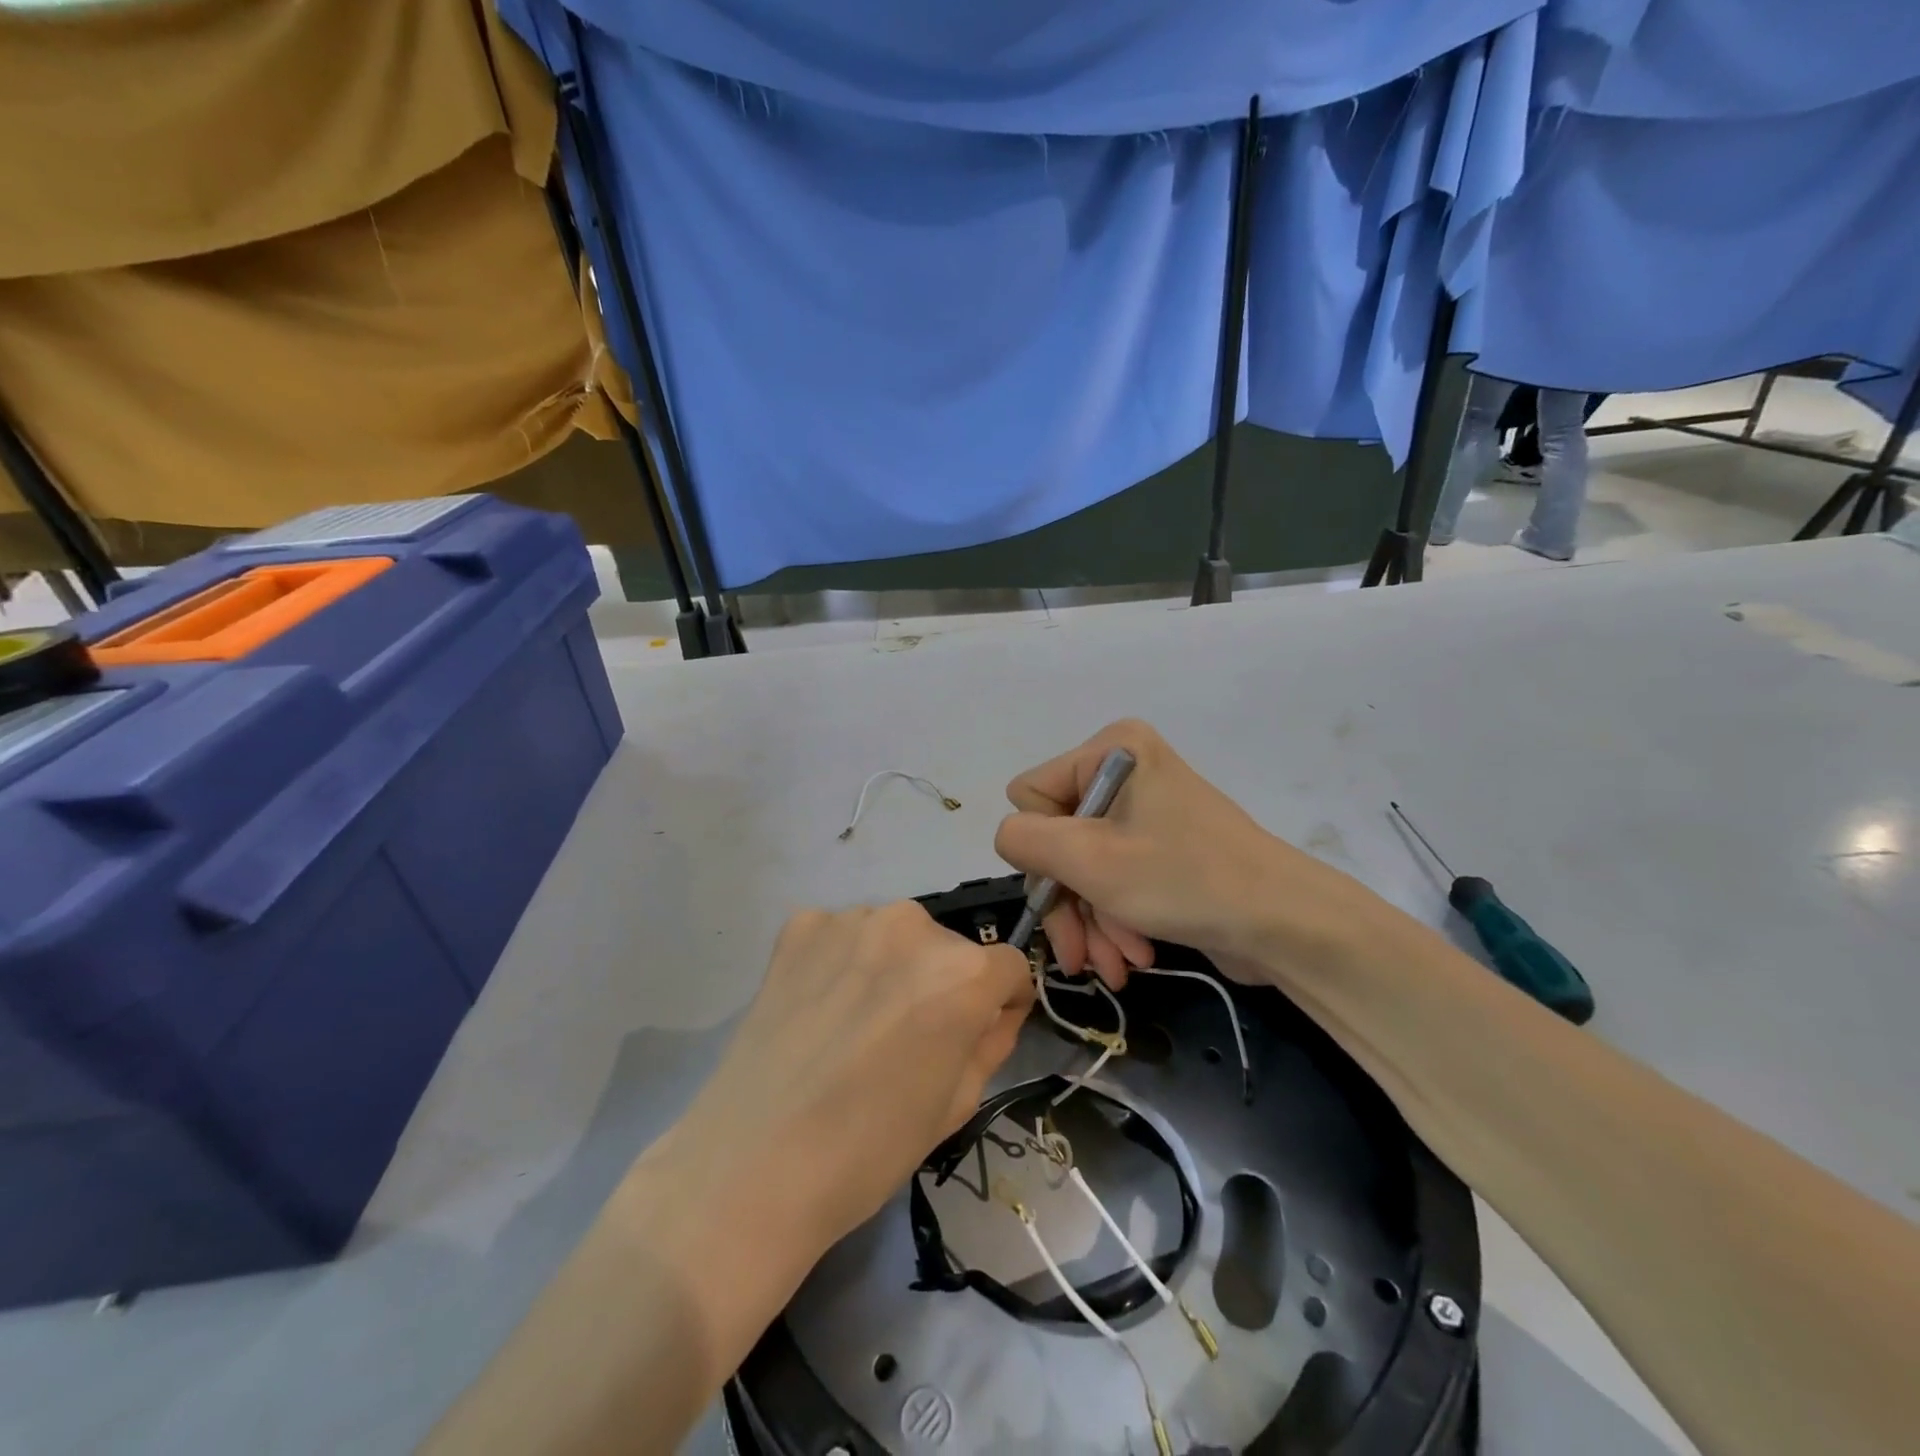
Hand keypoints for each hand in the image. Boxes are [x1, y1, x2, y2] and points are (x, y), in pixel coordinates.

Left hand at [672, 903, 1033, 1249]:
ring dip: (890, 968)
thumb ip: (990, 1042)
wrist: (753, 1164)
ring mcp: (850, 920)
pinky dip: (839, 961)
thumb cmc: (870, 1148)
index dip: (1000, 1002)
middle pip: (948, 948)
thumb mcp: (957, 1104)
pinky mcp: (800, 926)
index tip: (980, 1030)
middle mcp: (913, 925)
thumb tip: (995, 1012)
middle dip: (942, 984)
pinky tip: (818, 1007)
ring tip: (856, 1023)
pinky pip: (841, 935)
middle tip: (907, 1036)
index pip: (1007, 966)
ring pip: (894, 937)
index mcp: (962, 972)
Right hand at [994, 720, 1371, 987]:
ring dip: (1092, 920)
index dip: (1041, 849)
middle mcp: (1124, 771)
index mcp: (1110, 751)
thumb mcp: (1091, 861)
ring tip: (1116, 965)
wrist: (1285, 924)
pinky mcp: (1160, 848)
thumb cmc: (1185, 880)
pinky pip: (1113, 879)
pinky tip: (1134, 954)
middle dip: (1069, 901)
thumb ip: (1026, 841)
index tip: (1067, 889)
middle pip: (1056, 839)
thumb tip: (1008, 837)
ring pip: (1082, 868)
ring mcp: (1144, 811)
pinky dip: (1116, 919)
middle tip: (1080, 956)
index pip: (1030, 795)